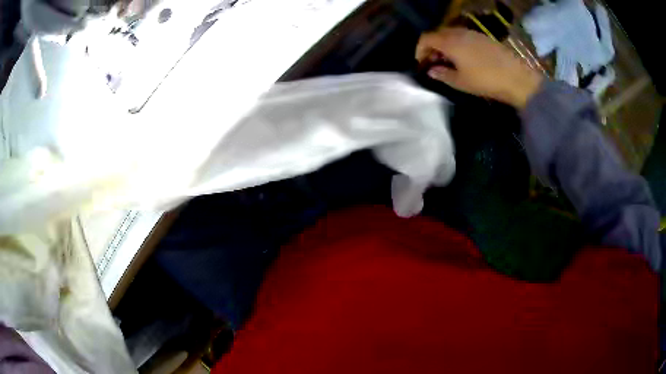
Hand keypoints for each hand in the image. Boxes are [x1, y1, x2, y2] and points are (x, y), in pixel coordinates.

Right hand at [416, 28, 542, 108]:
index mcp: (449, 42)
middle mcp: (459, 32)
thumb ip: (442, 74)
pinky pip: (464, 37)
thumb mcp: (460, 82)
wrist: (516, 78)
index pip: (426, 38)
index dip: (420, 49)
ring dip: (445, 46)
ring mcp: (472, 33)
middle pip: (438, 34)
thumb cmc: (485, 81)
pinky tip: (464, 59)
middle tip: (434, 63)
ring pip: (451, 34)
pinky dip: (458, 45)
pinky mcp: (484, 38)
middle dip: (432, 47)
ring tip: (449, 62)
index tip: (421, 63)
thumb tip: (431, 70)